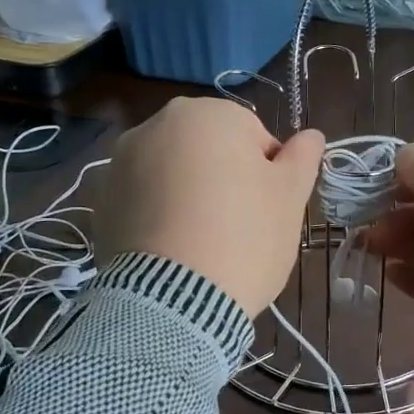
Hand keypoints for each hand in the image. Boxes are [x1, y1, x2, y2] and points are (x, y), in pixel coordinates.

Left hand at [97, 97, 324, 315]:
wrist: (175, 300)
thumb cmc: (245, 237)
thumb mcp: (289, 197)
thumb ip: (303, 158)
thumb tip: (312, 135)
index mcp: (207, 113)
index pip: (253, 137)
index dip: (266, 175)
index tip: (266, 211)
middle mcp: (156, 124)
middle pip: (207, 150)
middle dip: (223, 180)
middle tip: (237, 227)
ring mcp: (121, 163)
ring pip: (172, 174)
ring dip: (188, 196)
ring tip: (201, 242)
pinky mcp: (101, 202)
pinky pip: (143, 201)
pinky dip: (158, 216)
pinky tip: (172, 251)